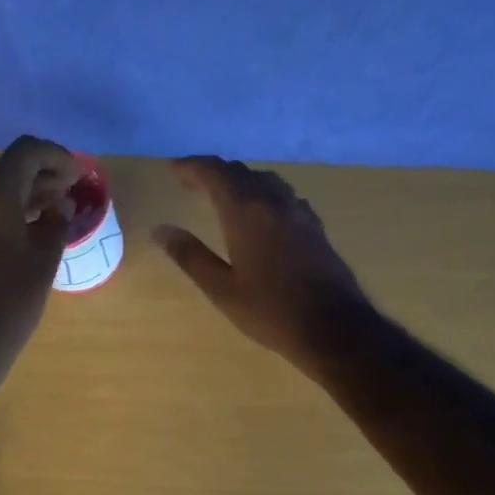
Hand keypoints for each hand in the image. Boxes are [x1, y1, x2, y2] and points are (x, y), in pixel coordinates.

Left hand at [0, 136, 78, 385]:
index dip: (58, 157)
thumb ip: (55, 224)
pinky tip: (26, 235)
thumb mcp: (44, 262)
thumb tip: (59, 206)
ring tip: (53, 214)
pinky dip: (6, 215)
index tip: (79, 175)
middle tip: (71, 193)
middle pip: (9, 171)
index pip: (27, 152)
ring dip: (25, 198)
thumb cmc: (8, 302)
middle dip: (43, 177)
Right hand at [153, 156, 372, 371]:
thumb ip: (190, 256)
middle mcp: (274, 202)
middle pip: (241, 172)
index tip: (173, 170)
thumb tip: (160, 230)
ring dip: (241, 181)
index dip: (192, 166)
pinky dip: (264, 194)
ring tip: (223, 196)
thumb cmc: (271, 311)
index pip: (215, 172)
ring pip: (266, 181)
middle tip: (192, 184)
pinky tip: (262, 215)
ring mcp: (299, 212)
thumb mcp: (222, 289)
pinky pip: (284, 196)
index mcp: (246, 212)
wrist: (333, 327)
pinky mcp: (315, 226)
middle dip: (214, 172)